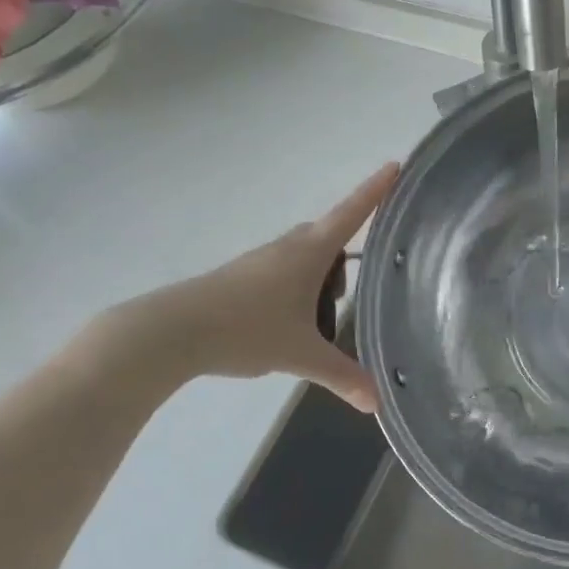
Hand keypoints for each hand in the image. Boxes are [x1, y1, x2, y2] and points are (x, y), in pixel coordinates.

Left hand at [92, 163, 398, 410]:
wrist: (172, 331)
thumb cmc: (245, 329)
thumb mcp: (300, 354)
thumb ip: (341, 376)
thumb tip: (376, 403)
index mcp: (310, 252)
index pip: (352, 212)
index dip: (376, 190)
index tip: (396, 165)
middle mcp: (289, 247)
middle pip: (330, 239)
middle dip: (344, 261)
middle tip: (346, 298)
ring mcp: (263, 260)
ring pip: (306, 259)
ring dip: (319, 282)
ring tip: (316, 323)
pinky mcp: (244, 277)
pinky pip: (285, 274)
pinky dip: (297, 292)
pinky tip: (288, 326)